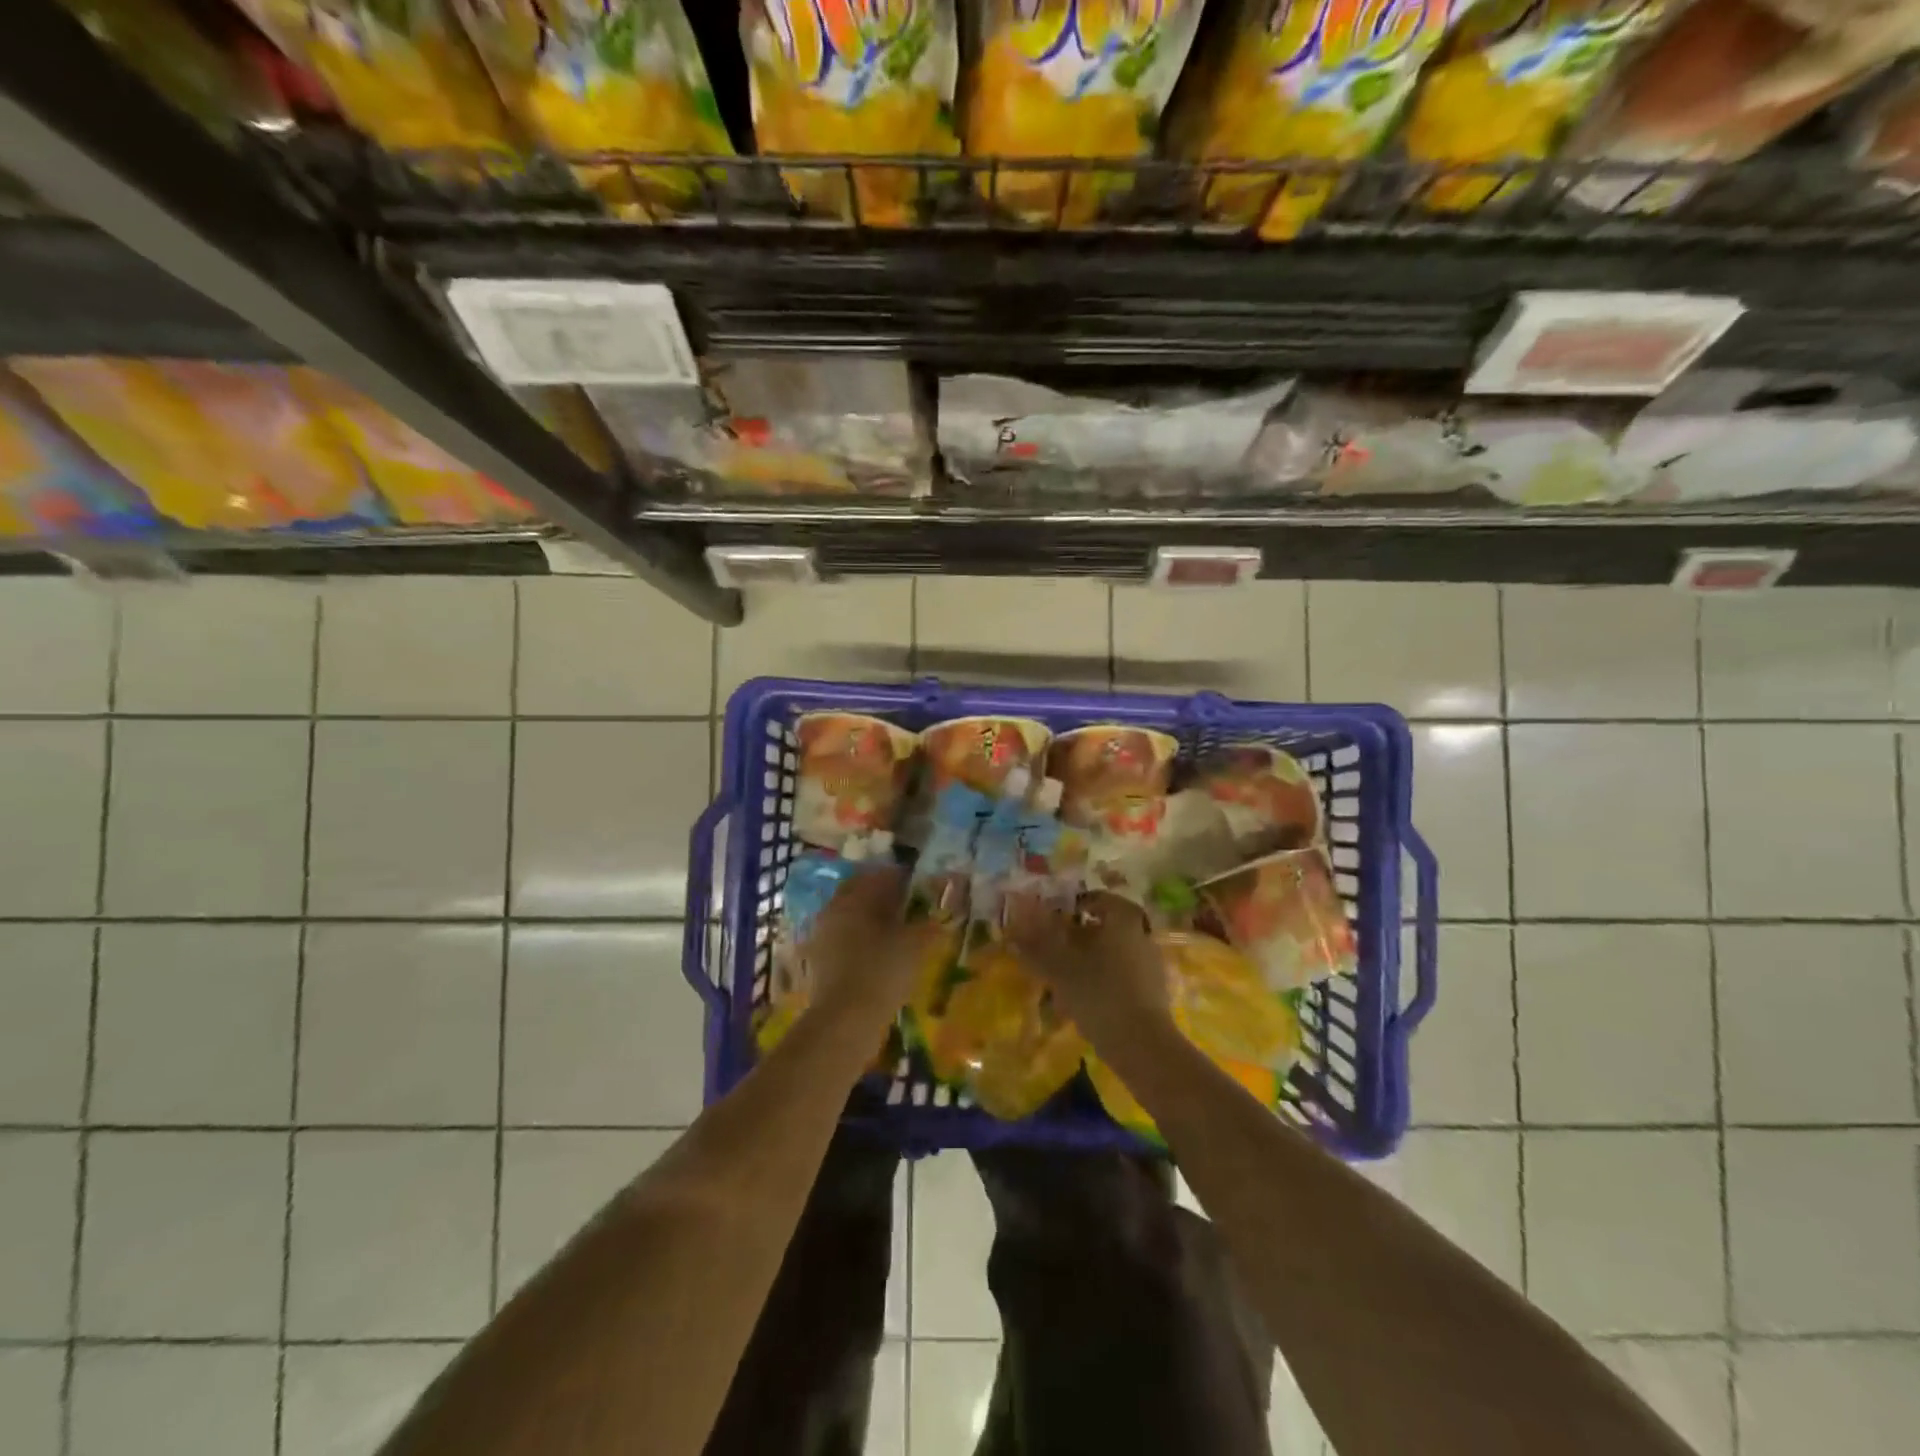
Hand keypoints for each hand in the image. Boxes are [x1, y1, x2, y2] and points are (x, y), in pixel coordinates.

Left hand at [804, 865, 941, 1031]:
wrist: (845, 1020)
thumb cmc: (882, 971)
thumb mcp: (915, 944)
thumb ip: (928, 924)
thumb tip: (940, 915)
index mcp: (855, 897)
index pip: (881, 875)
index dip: (904, 878)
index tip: (921, 885)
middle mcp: (834, 909)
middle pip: (862, 893)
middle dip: (885, 896)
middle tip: (909, 906)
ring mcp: (822, 935)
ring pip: (852, 916)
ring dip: (872, 918)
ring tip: (897, 931)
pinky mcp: (819, 961)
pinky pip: (844, 939)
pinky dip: (861, 940)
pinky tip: (879, 953)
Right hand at [1003, 891, 1170, 1052]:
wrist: (1141, 1044)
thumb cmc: (1099, 992)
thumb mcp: (1060, 967)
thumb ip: (1036, 946)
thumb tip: (1013, 932)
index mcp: (1123, 918)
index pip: (1096, 899)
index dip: (1071, 907)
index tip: (1051, 921)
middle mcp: (1142, 933)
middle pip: (1106, 925)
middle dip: (1079, 935)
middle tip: (1054, 948)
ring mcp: (1152, 963)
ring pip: (1114, 951)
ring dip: (1090, 958)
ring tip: (1065, 976)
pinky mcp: (1154, 991)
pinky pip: (1123, 974)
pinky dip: (1103, 979)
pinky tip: (1085, 998)